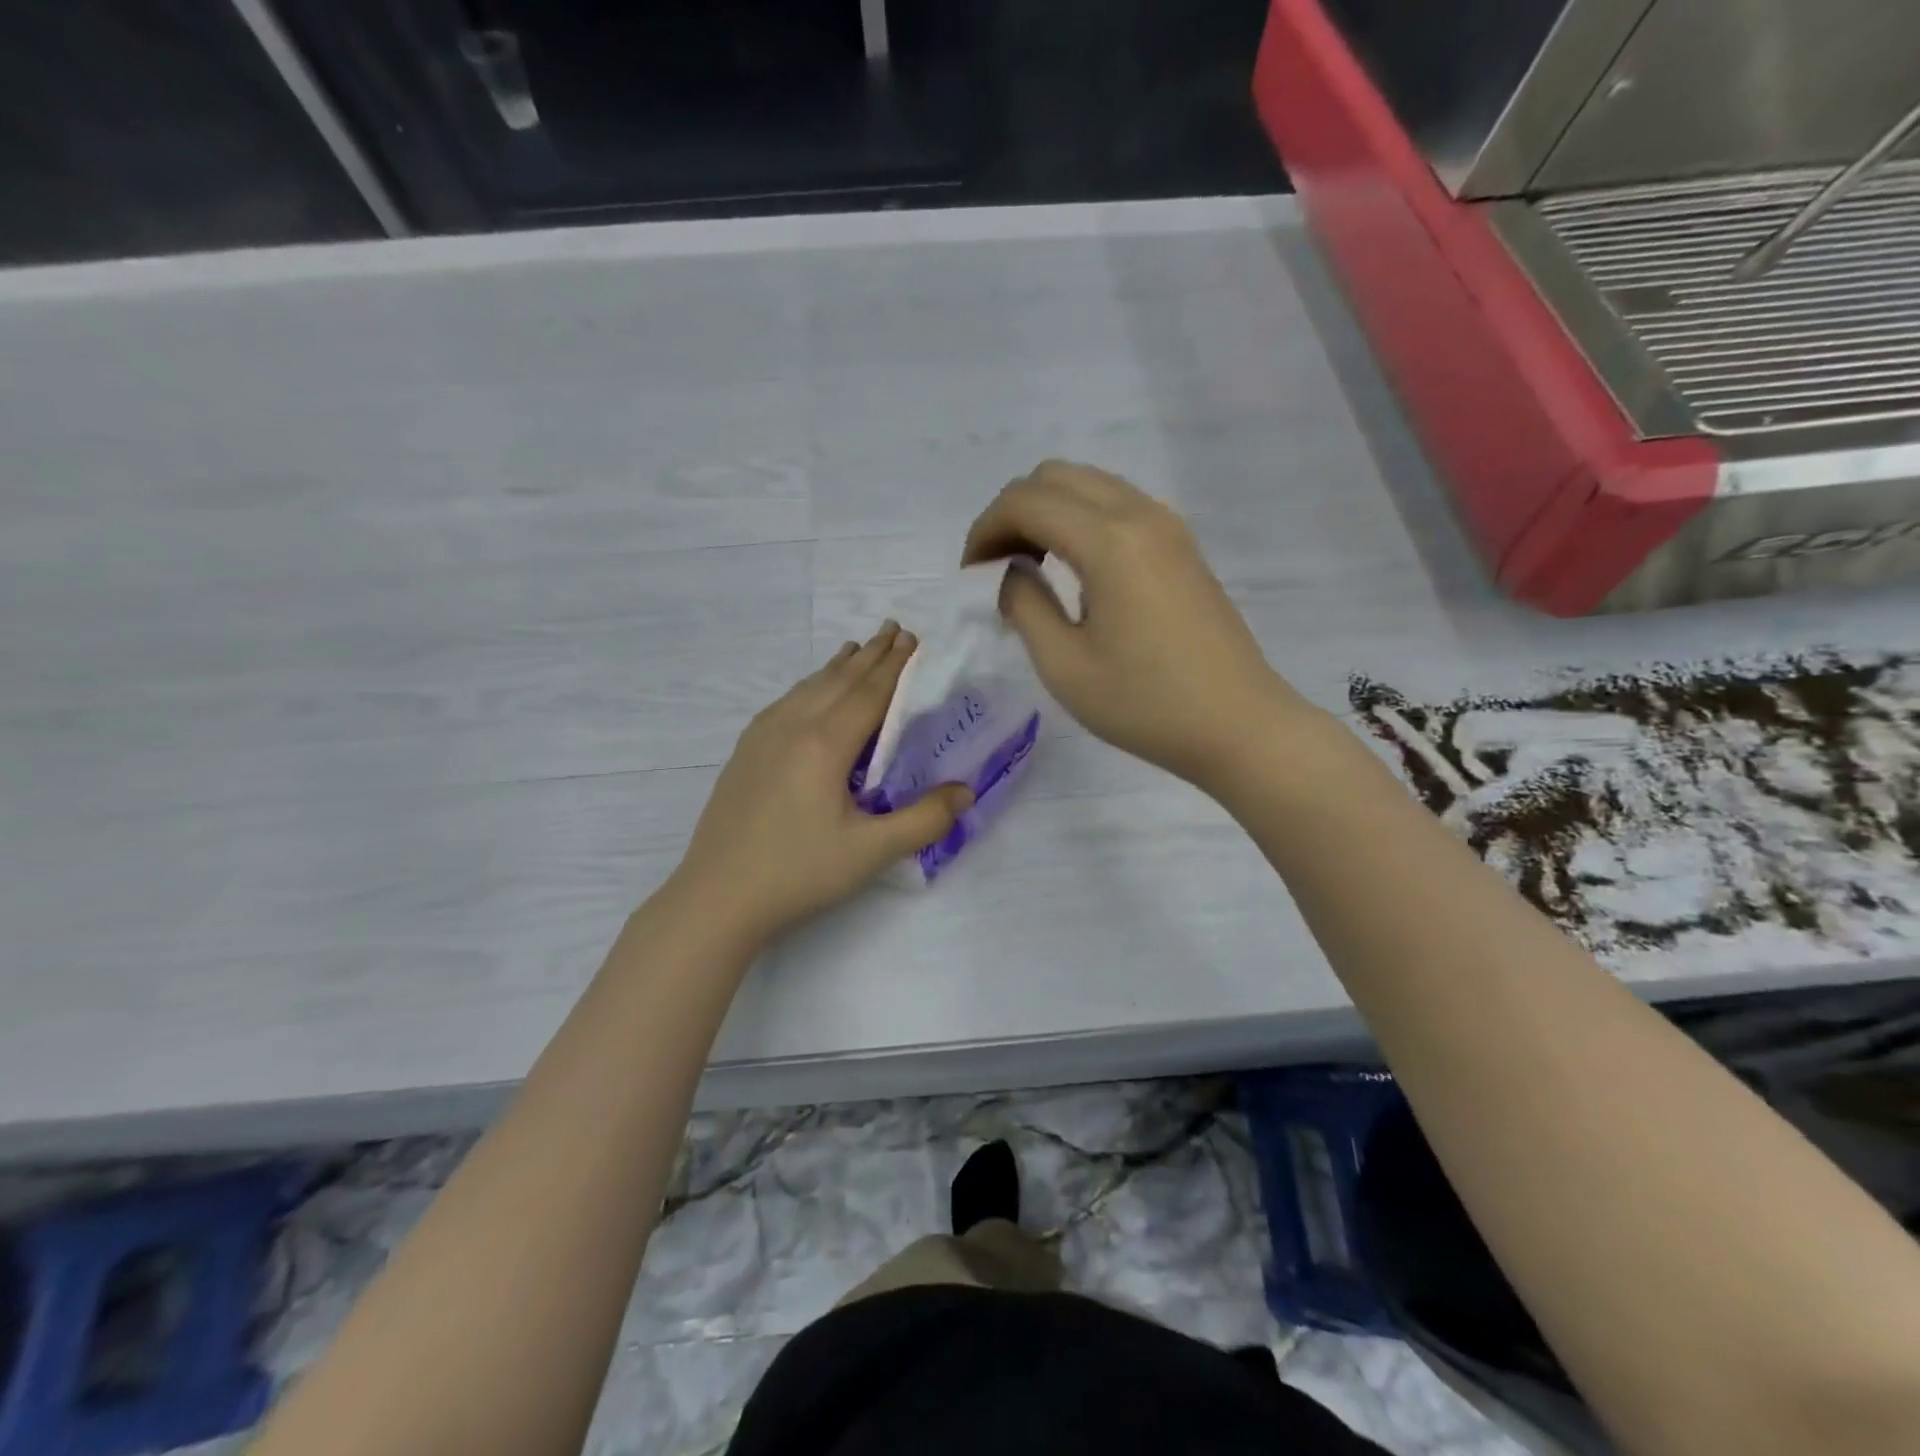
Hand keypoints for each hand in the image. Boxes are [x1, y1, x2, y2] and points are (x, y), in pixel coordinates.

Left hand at [674, 624, 973, 942]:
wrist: (717, 896)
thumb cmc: (798, 872)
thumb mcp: (871, 852)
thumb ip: (924, 820)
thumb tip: (965, 791)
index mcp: (825, 743)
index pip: (870, 693)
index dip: (896, 666)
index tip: (914, 641)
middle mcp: (793, 726)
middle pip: (839, 680)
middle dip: (871, 654)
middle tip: (895, 629)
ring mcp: (762, 736)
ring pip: (809, 686)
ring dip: (838, 665)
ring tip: (857, 648)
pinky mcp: (746, 752)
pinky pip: (786, 701)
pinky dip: (810, 684)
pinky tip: (810, 690)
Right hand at [963, 460, 1316, 788]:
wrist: (1238, 725)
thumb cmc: (1145, 704)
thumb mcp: (1064, 665)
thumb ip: (1024, 605)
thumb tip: (1011, 572)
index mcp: (1108, 540)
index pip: (1025, 501)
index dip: (985, 530)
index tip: (971, 575)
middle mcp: (1140, 514)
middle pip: (1056, 476)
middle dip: (1013, 513)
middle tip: (996, 567)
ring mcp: (1168, 525)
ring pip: (1089, 485)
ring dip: (1048, 513)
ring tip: (1030, 567)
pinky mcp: (1182, 545)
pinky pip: (1118, 505)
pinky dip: (1081, 521)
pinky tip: (1074, 571)